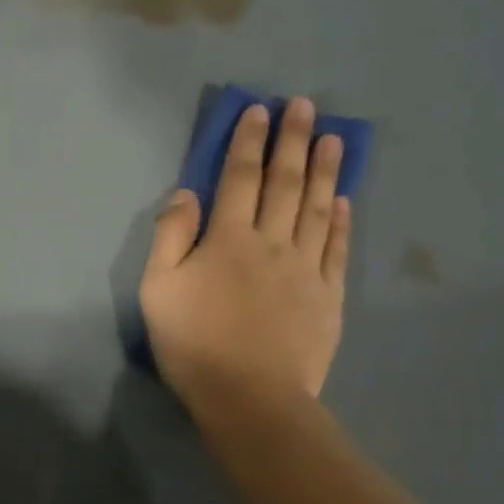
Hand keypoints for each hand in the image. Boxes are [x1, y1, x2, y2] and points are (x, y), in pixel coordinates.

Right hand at [140, 99, 351, 413]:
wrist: (250, 398)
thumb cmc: (194, 343)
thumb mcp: (158, 288)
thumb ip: (170, 236)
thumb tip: (187, 193)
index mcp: (228, 238)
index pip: (240, 177)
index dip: (249, 141)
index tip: (259, 110)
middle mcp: (272, 242)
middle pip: (284, 183)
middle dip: (293, 140)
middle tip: (305, 105)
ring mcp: (305, 268)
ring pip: (317, 208)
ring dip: (325, 170)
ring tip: (333, 138)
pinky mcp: (328, 296)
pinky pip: (335, 249)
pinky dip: (341, 221)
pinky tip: (345, 200)